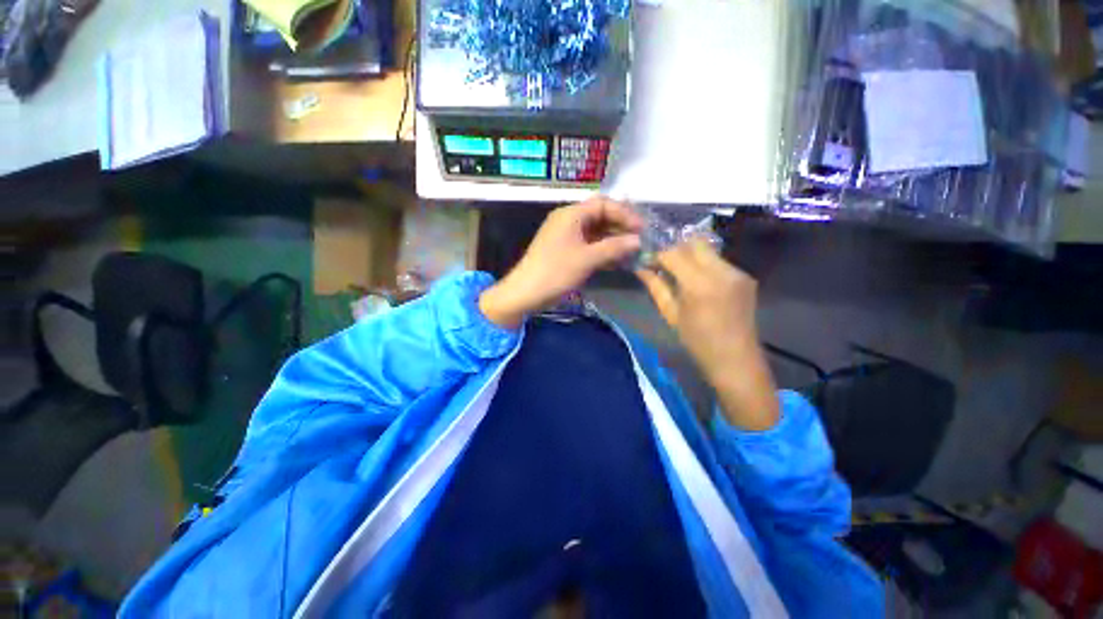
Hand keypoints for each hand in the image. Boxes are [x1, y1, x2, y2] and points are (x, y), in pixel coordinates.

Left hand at [480, 197, 642, 329]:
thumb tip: (638, 240)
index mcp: (571, 214)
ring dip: (612, 240)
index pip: (603, 204)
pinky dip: (601, 250)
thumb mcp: (587, 259)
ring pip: (594, 232)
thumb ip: (614, 247)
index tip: (641, 229)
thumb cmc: (556, 271)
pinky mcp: (564, 251)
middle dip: (620, 227)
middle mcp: (568, 220)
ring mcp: (565, 236)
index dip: (624, 214)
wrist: (526, 293)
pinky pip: (587, 245)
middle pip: (599, 216)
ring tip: (631, 251)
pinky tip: (615, 260)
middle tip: (638, 240)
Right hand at [636, 239, 778, 430]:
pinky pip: (719, 262)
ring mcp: (737, 272)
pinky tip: (698, 281)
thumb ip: (656, 287)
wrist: (736, 360)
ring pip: (707, 250)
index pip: (673, 253)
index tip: (647, 261)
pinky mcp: (746, 277)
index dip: (657, 254)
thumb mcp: (670, 314)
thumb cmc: (696, 341)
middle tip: (663, 263)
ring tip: (679, 273)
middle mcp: (721, 271)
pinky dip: (704, 265)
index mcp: (699, 284)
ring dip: (690, 256)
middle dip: (675, 249)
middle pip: (694, 243)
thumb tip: (641, 268)